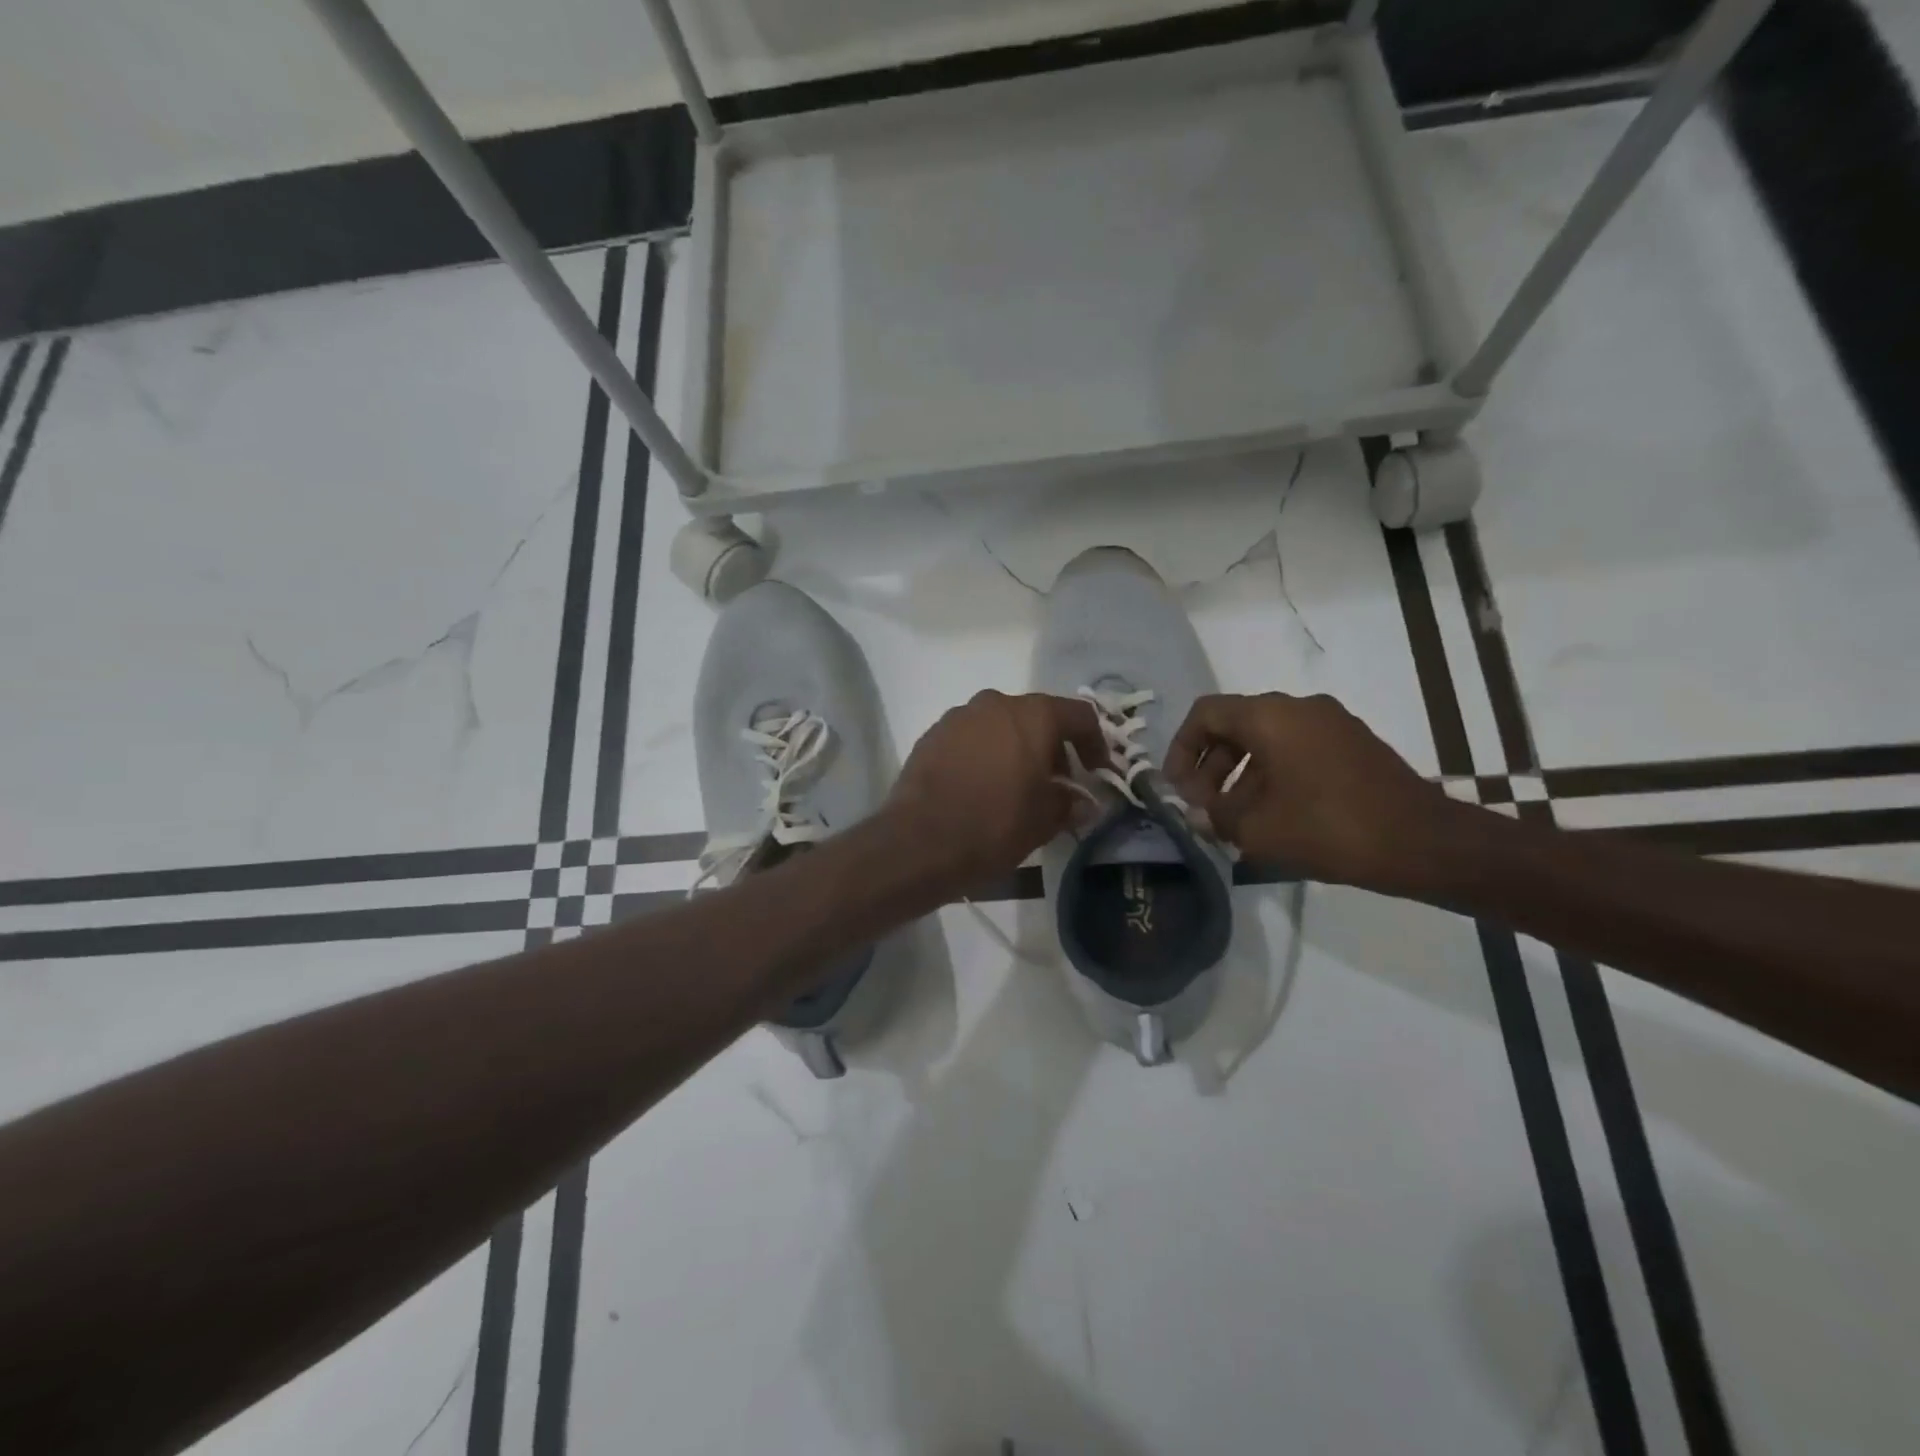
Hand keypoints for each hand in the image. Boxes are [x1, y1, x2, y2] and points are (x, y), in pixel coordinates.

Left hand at [885, 691, 1106, 893]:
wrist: (919, 841)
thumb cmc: (994, 825)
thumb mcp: (1045, 820)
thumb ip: (1070, 803)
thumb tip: (1083, 803)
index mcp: (1032, 715)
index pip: (1079, 716)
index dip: (1096, 743)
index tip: (1098, 772)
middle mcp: (996, 703)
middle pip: (1038, 717)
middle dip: (1053, 748)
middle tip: (1058, 784)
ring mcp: (959, 717)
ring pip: (1001, 725)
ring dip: (1017, 749)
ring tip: (1018, 787)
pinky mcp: (932, 735)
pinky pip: (971, 738)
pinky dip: (985, 754)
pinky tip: (983, 787)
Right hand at [1165, 693, 1457, 890]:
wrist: (1422, 842)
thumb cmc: (1329, 828)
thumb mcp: (1258, 829)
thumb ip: (1216, 817)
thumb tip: (1200, 815)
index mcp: (1269, 716)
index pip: (1206, 713)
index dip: (1181, 748)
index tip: (1177, 787)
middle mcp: (1299, 707)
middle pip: (1235, 726)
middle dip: (1211, 766)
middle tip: (1204, 807)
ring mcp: (1331, 723)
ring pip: (1266, 740)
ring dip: (1241, 775)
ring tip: (1235, 820)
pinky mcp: (1353, 744)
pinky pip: (1296, 749)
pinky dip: (1273, 774)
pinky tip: (1274, 816)